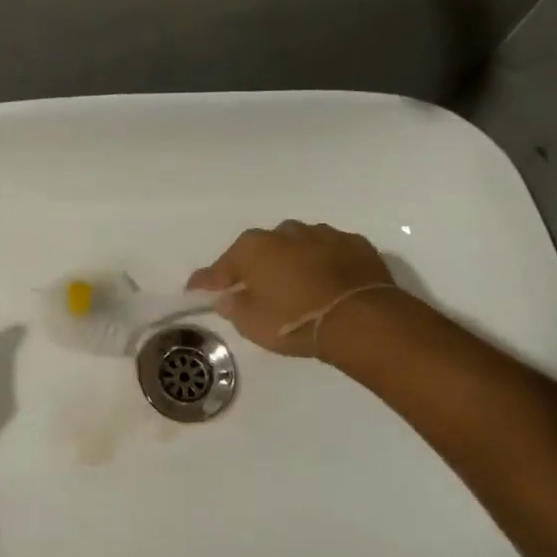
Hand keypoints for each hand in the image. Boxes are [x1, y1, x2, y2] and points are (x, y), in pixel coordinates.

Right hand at [187, 221, 395, 357]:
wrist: (361, 320)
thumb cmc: (295, 321)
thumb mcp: (251, 323)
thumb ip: (233, 306)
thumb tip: (228, 296)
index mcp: (254, 248)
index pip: (221, 266)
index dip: (207, 280)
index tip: (195, 289)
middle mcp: (285, 233)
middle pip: (261, 250)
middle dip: (256, 267)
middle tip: (255, 290)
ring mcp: (323, 235)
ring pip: (298, 246)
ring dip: (292, 262)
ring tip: (295, 287)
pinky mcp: (356, 245)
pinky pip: (330, 253)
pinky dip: (324, 265)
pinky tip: (327, 283)